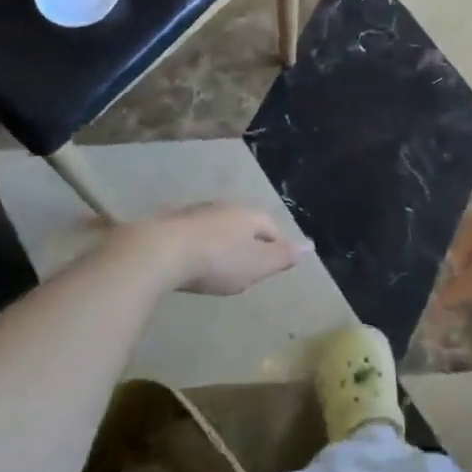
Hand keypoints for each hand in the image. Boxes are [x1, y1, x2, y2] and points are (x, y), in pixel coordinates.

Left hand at [120, 204, 310, 295]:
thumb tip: (310, 246)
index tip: (277, 262)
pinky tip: (193, 258)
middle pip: (244, 222)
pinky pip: (194, 233)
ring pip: (217, 225)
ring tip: (222, 261)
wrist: (160, 251)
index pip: (271, 226)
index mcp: (249, 215)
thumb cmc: (217, 261)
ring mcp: (195, 212)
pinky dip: (199, 244)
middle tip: (250, 262)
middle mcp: (224, 207)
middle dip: (248, 239)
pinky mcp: (171, 223)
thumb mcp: (257, 265)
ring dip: (222, 240)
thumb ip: (283, 256)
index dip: (277, 243)